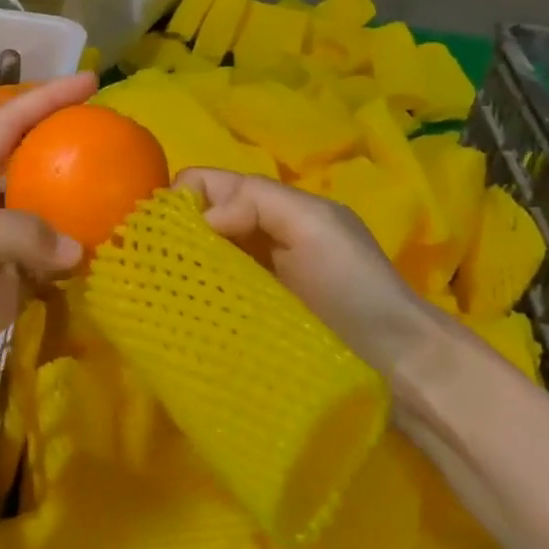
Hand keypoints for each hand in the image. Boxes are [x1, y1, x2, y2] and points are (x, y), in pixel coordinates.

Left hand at [0, 73, 97, 414]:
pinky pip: (47, 273)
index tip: (91, 80)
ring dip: (81, 217)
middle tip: (122, 153)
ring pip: (47, 224)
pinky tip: (107, 264)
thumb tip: (78, 251)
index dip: (46, 98)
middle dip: (73, 157)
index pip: (8, 124)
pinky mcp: (2, 294)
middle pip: (34, 171)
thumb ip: (17, 233)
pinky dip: (75, 268)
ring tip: (129, 209)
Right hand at [175, 168, 451, 377]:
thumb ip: (257, 202)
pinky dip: (192, 297)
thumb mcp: (315, 225)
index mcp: (272, 206)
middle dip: (173, 235)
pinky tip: (178, 312)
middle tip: (151, 267)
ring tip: (157, 293)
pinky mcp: (248, 319)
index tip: (160, 232)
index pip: (208, 183)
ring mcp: (251, 280)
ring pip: (200, 258)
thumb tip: (201, 218)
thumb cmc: (356, 287)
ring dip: (180, 268)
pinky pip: (209, 295)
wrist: (397, 365)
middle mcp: (257, 235)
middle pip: (198, 220)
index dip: (180, 198)